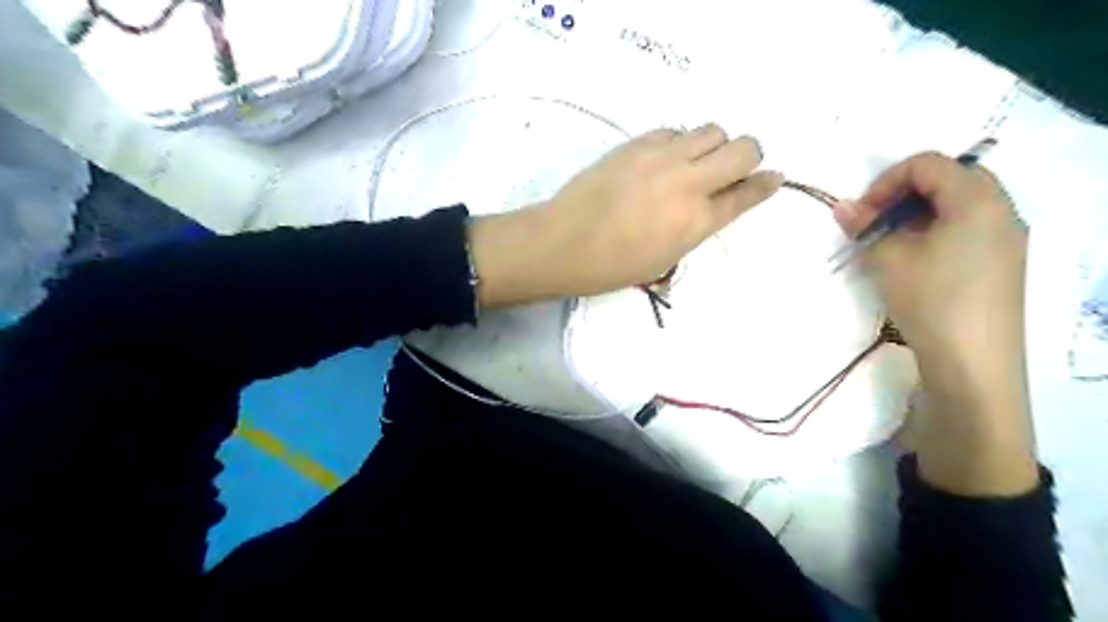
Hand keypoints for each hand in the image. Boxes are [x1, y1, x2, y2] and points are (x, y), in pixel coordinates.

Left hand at [470, 123, 782, 307]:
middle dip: (748, 157)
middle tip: (732, 170)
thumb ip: (695, 228)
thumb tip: (708, 207)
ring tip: (694, 163)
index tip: (774, 177)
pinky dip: (680, 142)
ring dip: (713, 145)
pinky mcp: (636, 143)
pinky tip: (664, 159)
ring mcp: (662, 157)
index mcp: (697, 222)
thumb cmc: (611, 267)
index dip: (766, 184)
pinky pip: (674, 130)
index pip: (747, 194)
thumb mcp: (664, 260)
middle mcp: (688, 182)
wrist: (563, 243)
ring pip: (712, 130)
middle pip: (743, 148)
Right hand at [840, 154, 1040, 497]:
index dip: (886, 180)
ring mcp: (1007, 236)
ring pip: (958, 204)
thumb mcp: (887, 259)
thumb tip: (841, 207)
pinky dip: (936, 230)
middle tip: (874, 225)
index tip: (862, 213)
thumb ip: (864, 226)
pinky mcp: (1004, 260)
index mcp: (976, 199)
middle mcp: (1001, 208)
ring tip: (890, 245)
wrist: (973, 360)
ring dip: (917, 214)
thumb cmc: (930, 299)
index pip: (928, 163)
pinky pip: (968, 227)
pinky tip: (915, 261)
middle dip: (902, 195)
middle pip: (948, 179)